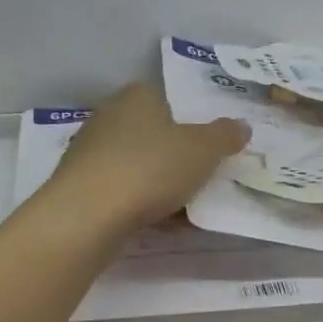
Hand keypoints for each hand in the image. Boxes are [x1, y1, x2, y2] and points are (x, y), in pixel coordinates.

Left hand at [45, 82, 249, 235]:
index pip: (167, 100)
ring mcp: (90, 152)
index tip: (206, 151)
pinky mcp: (80, 186)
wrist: (89, 215)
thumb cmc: (151, 170)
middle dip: (174, 158)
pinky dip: (139, 205)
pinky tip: (157, 225)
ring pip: (136, 166)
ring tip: (184, 211)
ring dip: (158, 186)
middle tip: (199, 182)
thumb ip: (224, 136)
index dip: (190, 124)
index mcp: (138, 96)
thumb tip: (241, 126)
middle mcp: (109, 116)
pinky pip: (121, 192)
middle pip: (152, 135)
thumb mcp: (202, 150)